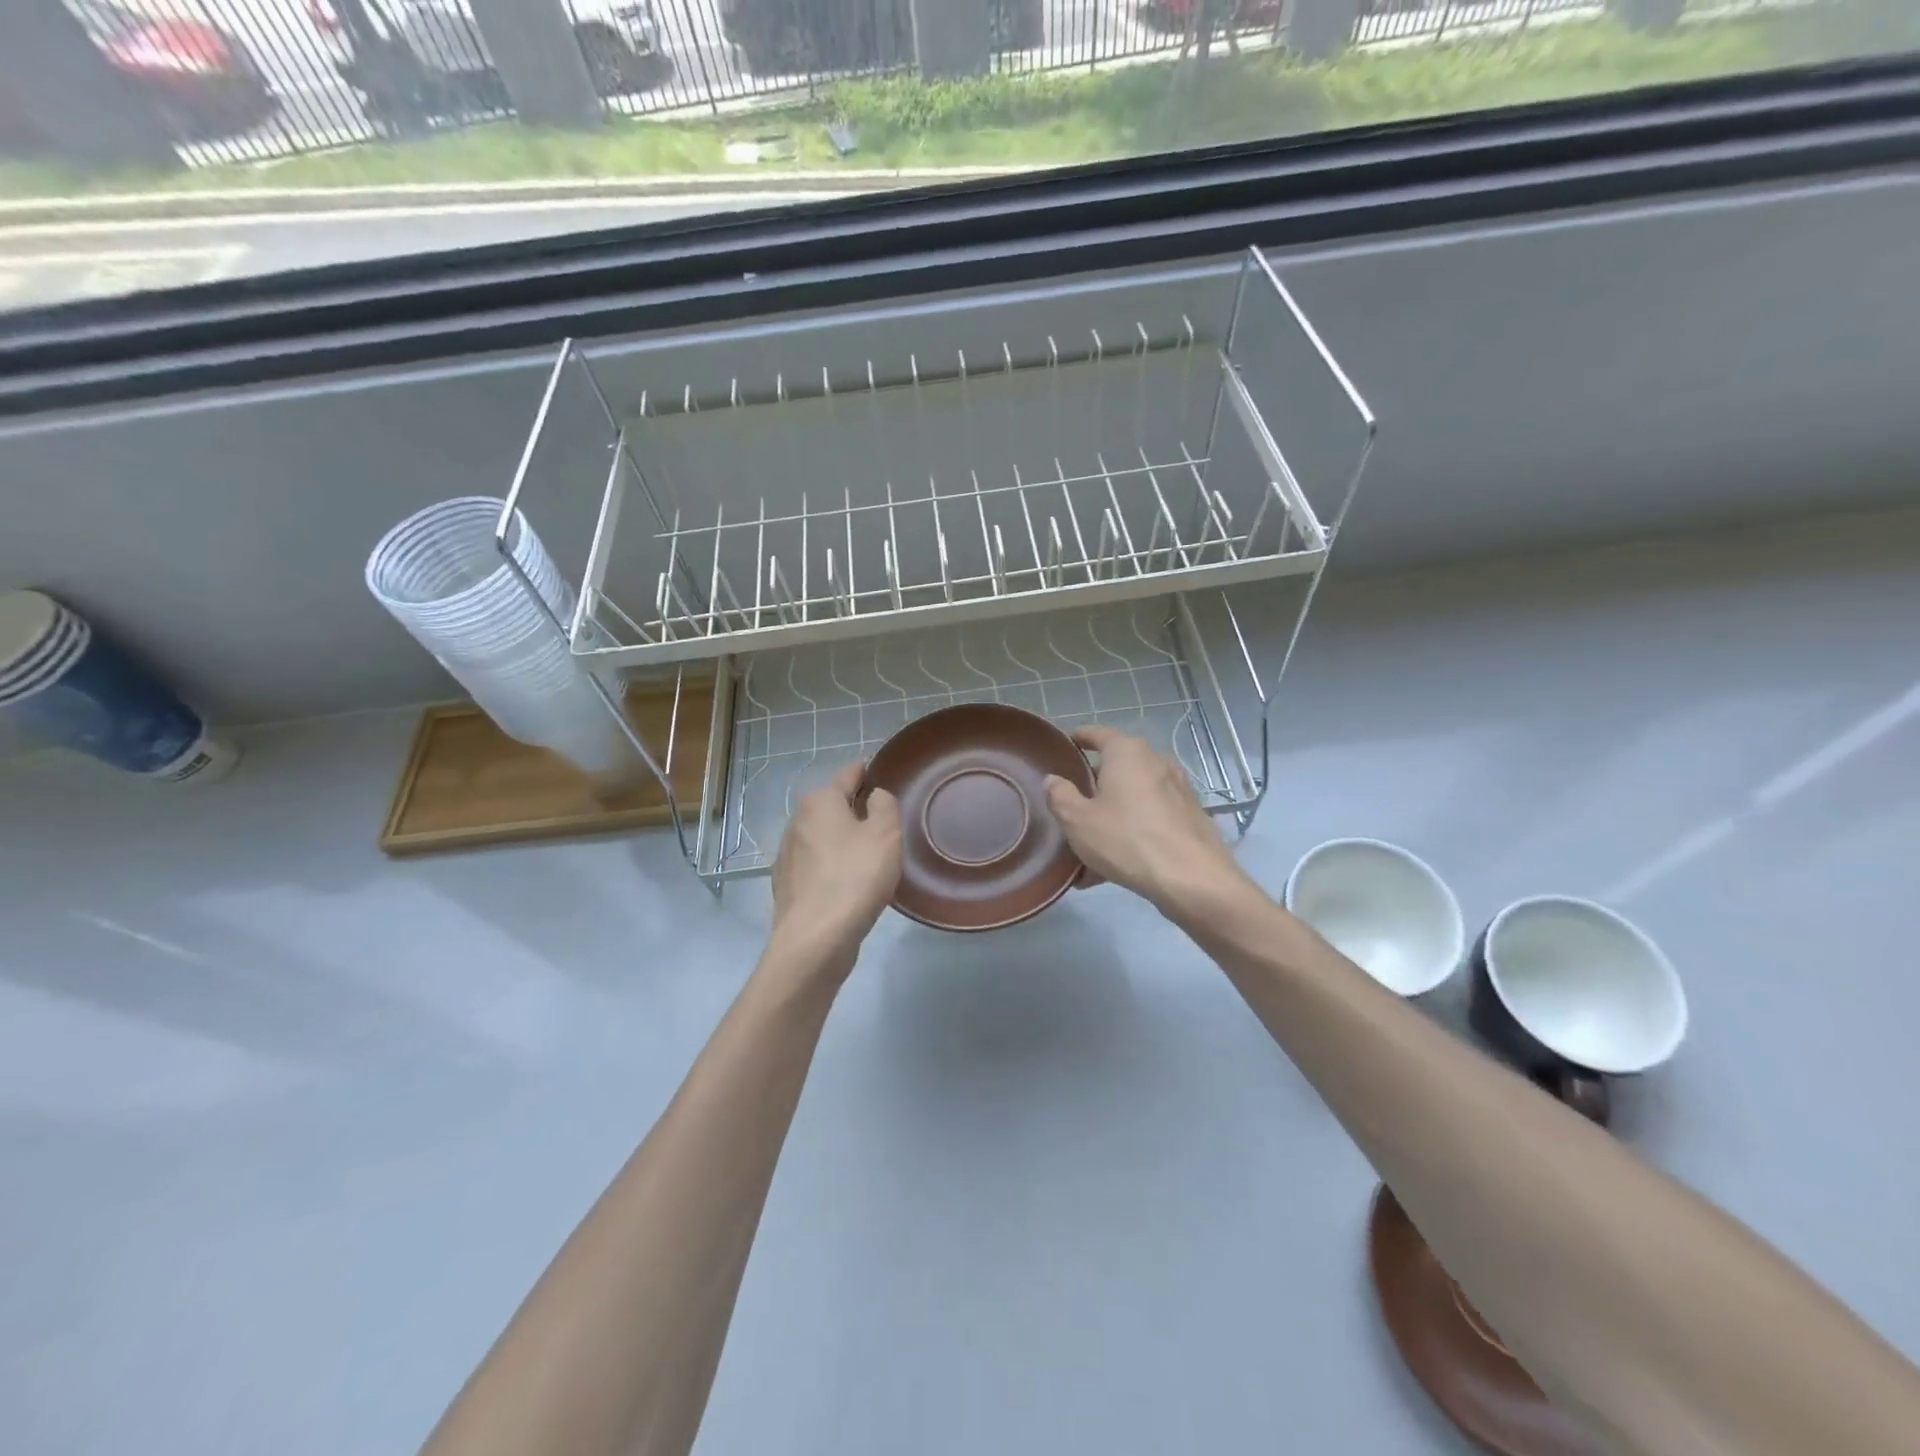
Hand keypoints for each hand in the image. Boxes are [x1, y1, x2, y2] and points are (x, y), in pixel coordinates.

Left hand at [769, 762, 901, 977]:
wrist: (815, 938)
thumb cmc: (855, 877)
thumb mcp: (885, 834)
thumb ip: (884, 805)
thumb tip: (874, 796)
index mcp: (820, 802)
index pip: (848, 775)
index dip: (865, 771)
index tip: (878, 771)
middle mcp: (797, 821)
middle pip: (832, 806)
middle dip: (854, 808)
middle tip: (882, 819)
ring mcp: (787, 854)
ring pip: (822, 836)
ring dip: (842, 839)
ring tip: (868, 852)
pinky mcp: (786, 884)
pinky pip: (816, 864)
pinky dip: (831, 865)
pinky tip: (847, 881)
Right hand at [1044, 727, 1254, 920]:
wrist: (1193, 879)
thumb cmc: (1127, 840)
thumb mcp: (1078, 821)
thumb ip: (1060, 796)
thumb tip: (1053, 780)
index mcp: (1127, 753)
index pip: (1098, 734)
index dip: (1079, 738)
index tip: (1066, 745)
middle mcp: (1155, 762)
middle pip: (1117, 767)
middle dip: (1094, 785)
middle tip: (1072, 805)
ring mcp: (1177, 789)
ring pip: (1133, 798)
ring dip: (1112, 815)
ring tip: (1090, 846)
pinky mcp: (1190, 817)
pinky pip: (1150, 819)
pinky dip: (1132, 832)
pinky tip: (1116, 865)